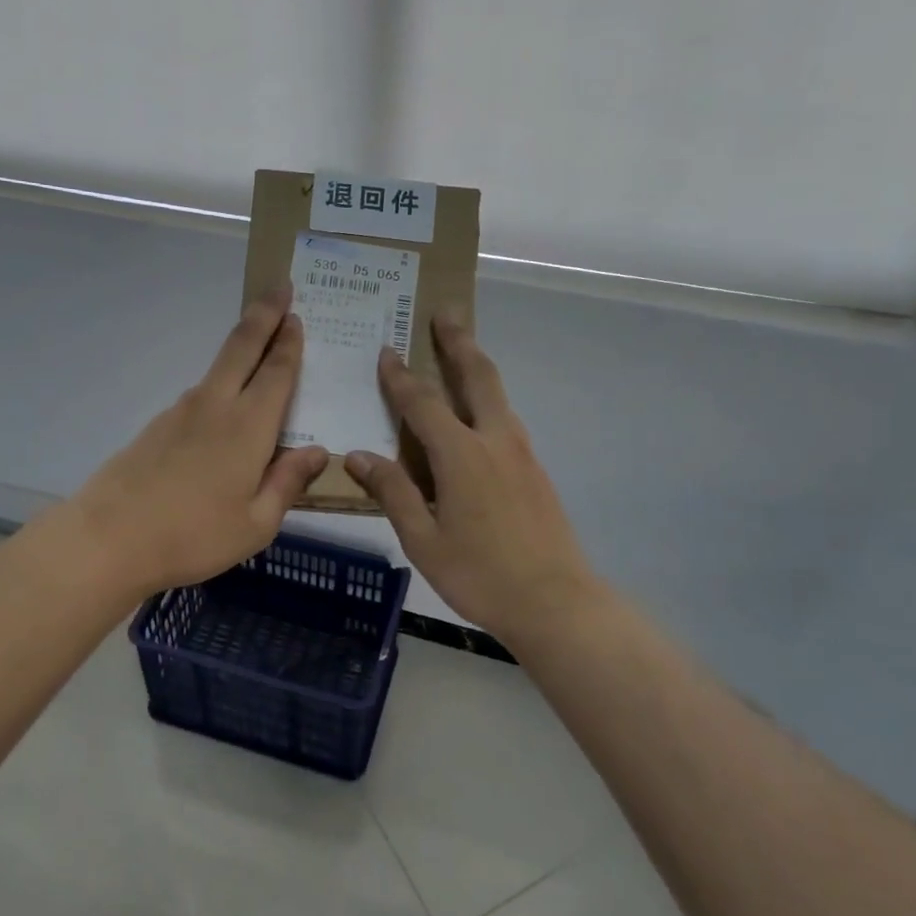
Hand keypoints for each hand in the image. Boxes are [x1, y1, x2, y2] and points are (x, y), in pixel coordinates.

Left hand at [70, 287, 329, 598]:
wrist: (108, 539)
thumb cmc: (192, 536)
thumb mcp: (256, 524)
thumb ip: (288, 483)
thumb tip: (317, 451)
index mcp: (248, 427)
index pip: (276, 372)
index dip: (289, 342)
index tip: (296, 313)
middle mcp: (216, 406)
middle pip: (242, 347)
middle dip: (264, 314)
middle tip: (280, 286)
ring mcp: (181, 412)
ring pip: (218, 368)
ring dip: (242, 348)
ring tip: (260, 347)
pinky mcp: (157, 426)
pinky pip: (200, 395)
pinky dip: (220, 385)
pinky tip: (224, 410)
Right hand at [345, 320, 598, 643]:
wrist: (555, 602)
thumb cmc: (480, 575)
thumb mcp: (424, 541)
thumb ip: (393, 492)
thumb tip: (359, 456)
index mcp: (462, 455)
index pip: (423, 403)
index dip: (400, 377)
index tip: (386, 350)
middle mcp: (495, 441)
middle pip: (477, 376)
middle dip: (458, 342)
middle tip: (446, 313)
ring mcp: (522, 453)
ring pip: (498, 395)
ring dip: (477, 366)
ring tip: (461, 350)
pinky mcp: (536, 470)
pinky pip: (507, 419)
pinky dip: (488, 399)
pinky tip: (478, 414)